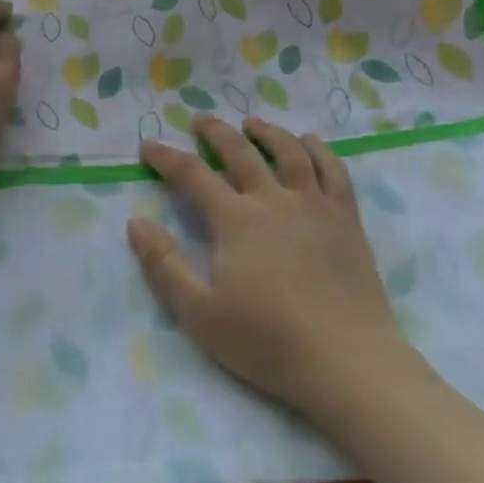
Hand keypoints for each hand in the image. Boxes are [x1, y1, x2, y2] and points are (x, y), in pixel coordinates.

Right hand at [127, 115, 412, 416]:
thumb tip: (137, 223)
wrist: (346, 361)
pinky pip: (334, 171)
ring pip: (290, 152)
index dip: (167, 158)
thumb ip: (164, 266)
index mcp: (236, 220)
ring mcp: (315, 205)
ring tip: (253, 123)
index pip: (193, 175)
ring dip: (268, 132)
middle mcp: (274, 200)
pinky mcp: (346, 218)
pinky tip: (311, 143)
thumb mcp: (200, 314)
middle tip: (201, 121)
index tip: (149, 147)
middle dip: (216, 133)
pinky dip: (320, 150)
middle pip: (241, 152)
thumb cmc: (267, 341)